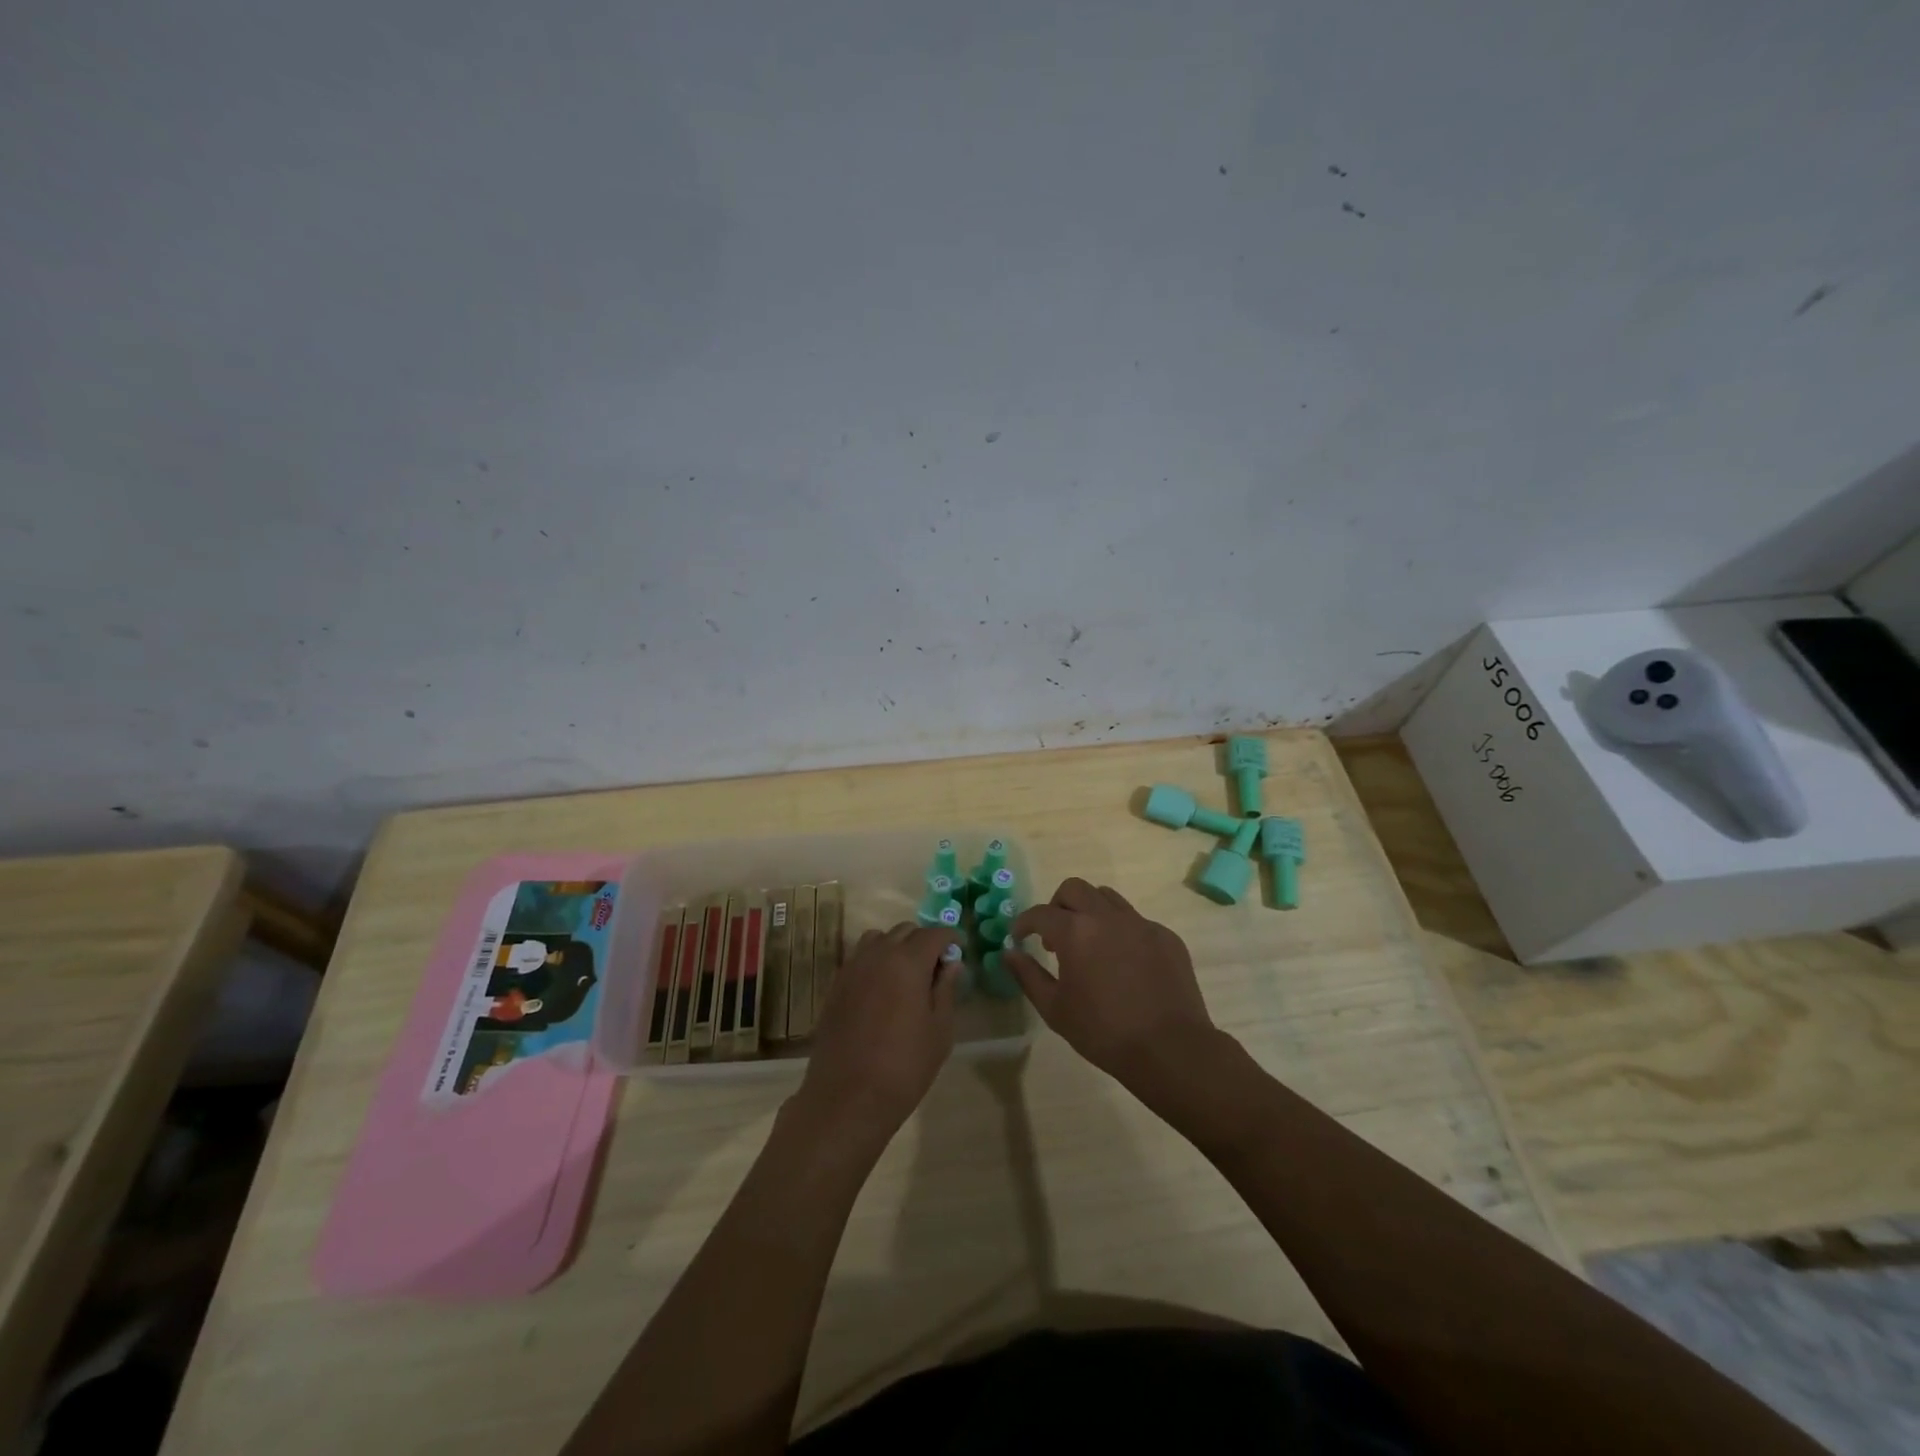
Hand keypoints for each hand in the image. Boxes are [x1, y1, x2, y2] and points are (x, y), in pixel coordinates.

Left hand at [795, 923, 962, 1145]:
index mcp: (908, 962)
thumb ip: (946, 990)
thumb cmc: (904, 1066)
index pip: (934, 934)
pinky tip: (882, 988)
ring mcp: (852, 968)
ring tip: (906, 974)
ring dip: (896, 946)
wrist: (848, 1098)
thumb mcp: (939, 1030)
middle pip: (905, 931)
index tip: (959, 951)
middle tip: (936, 967)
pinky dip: (875, 960)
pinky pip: (859, 957)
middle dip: (924, 941)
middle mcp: (878, 955)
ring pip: (878, 939)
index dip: (950, 938)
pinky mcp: (835, 985)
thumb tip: (952, 964)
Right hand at [1006, 878, 1221, 1104]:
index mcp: (1076, 932)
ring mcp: (1141, 923)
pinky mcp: (1166, 936)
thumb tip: (1009, 953)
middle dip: (1057, 906)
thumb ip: (1028, 975)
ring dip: (1090, 911)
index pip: (1041, 913)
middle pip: (1074, 889)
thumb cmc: (1103, 1032)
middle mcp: (1107, 917)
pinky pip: (1136, 921)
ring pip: (1107, 897)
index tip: (1019, 936)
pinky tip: (1123, 963)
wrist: (1170, 1048)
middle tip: (1054, 935)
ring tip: (1089, 943)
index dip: (1024, 922)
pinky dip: (1120, 931)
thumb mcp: (1055, 1009)